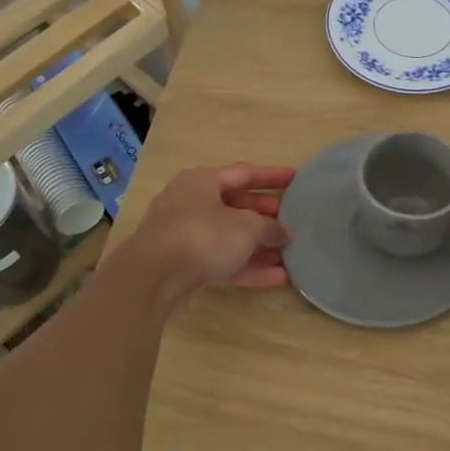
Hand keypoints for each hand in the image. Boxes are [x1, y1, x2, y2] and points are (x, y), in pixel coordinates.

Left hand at [128, 164, 294, 303]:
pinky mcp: (183, 265)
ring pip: (229, 237)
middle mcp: (191, 203)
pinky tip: (276, 278)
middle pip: (235, 206)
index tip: (295, 179)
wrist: (154, 277)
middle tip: (292, 221)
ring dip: (259, 246)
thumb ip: (270, 227)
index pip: (244, 173)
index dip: (272, 176)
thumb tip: (284, 232)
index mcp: (202, 181)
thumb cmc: (203, 235)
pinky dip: (247, 267)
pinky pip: (222, 261)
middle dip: (265, 215)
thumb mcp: (246, 227)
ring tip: (288, 254)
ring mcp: (185, 235)